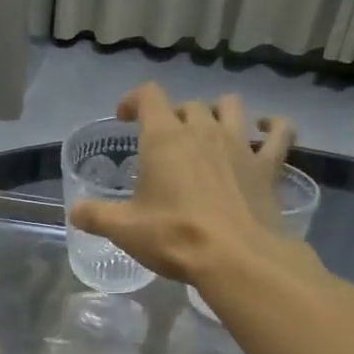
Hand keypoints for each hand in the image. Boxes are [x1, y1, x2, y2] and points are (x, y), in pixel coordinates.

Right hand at [69, 83, 299, 284]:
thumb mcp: (124, 229)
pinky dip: (273, 127)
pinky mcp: (268, 165)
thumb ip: (95, 216)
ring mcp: (240, 144)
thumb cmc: (174, 237)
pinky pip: (279, 133)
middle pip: (188, 105)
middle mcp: (203, 130)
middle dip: (174, 116)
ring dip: (218, 112)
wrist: (235, 257)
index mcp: (164, 138)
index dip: (134, 100)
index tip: (125, 116)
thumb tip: (74, 211)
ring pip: (231, 107)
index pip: (148, 96)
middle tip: (165, 141)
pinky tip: (265, 130)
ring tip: (209, 129)